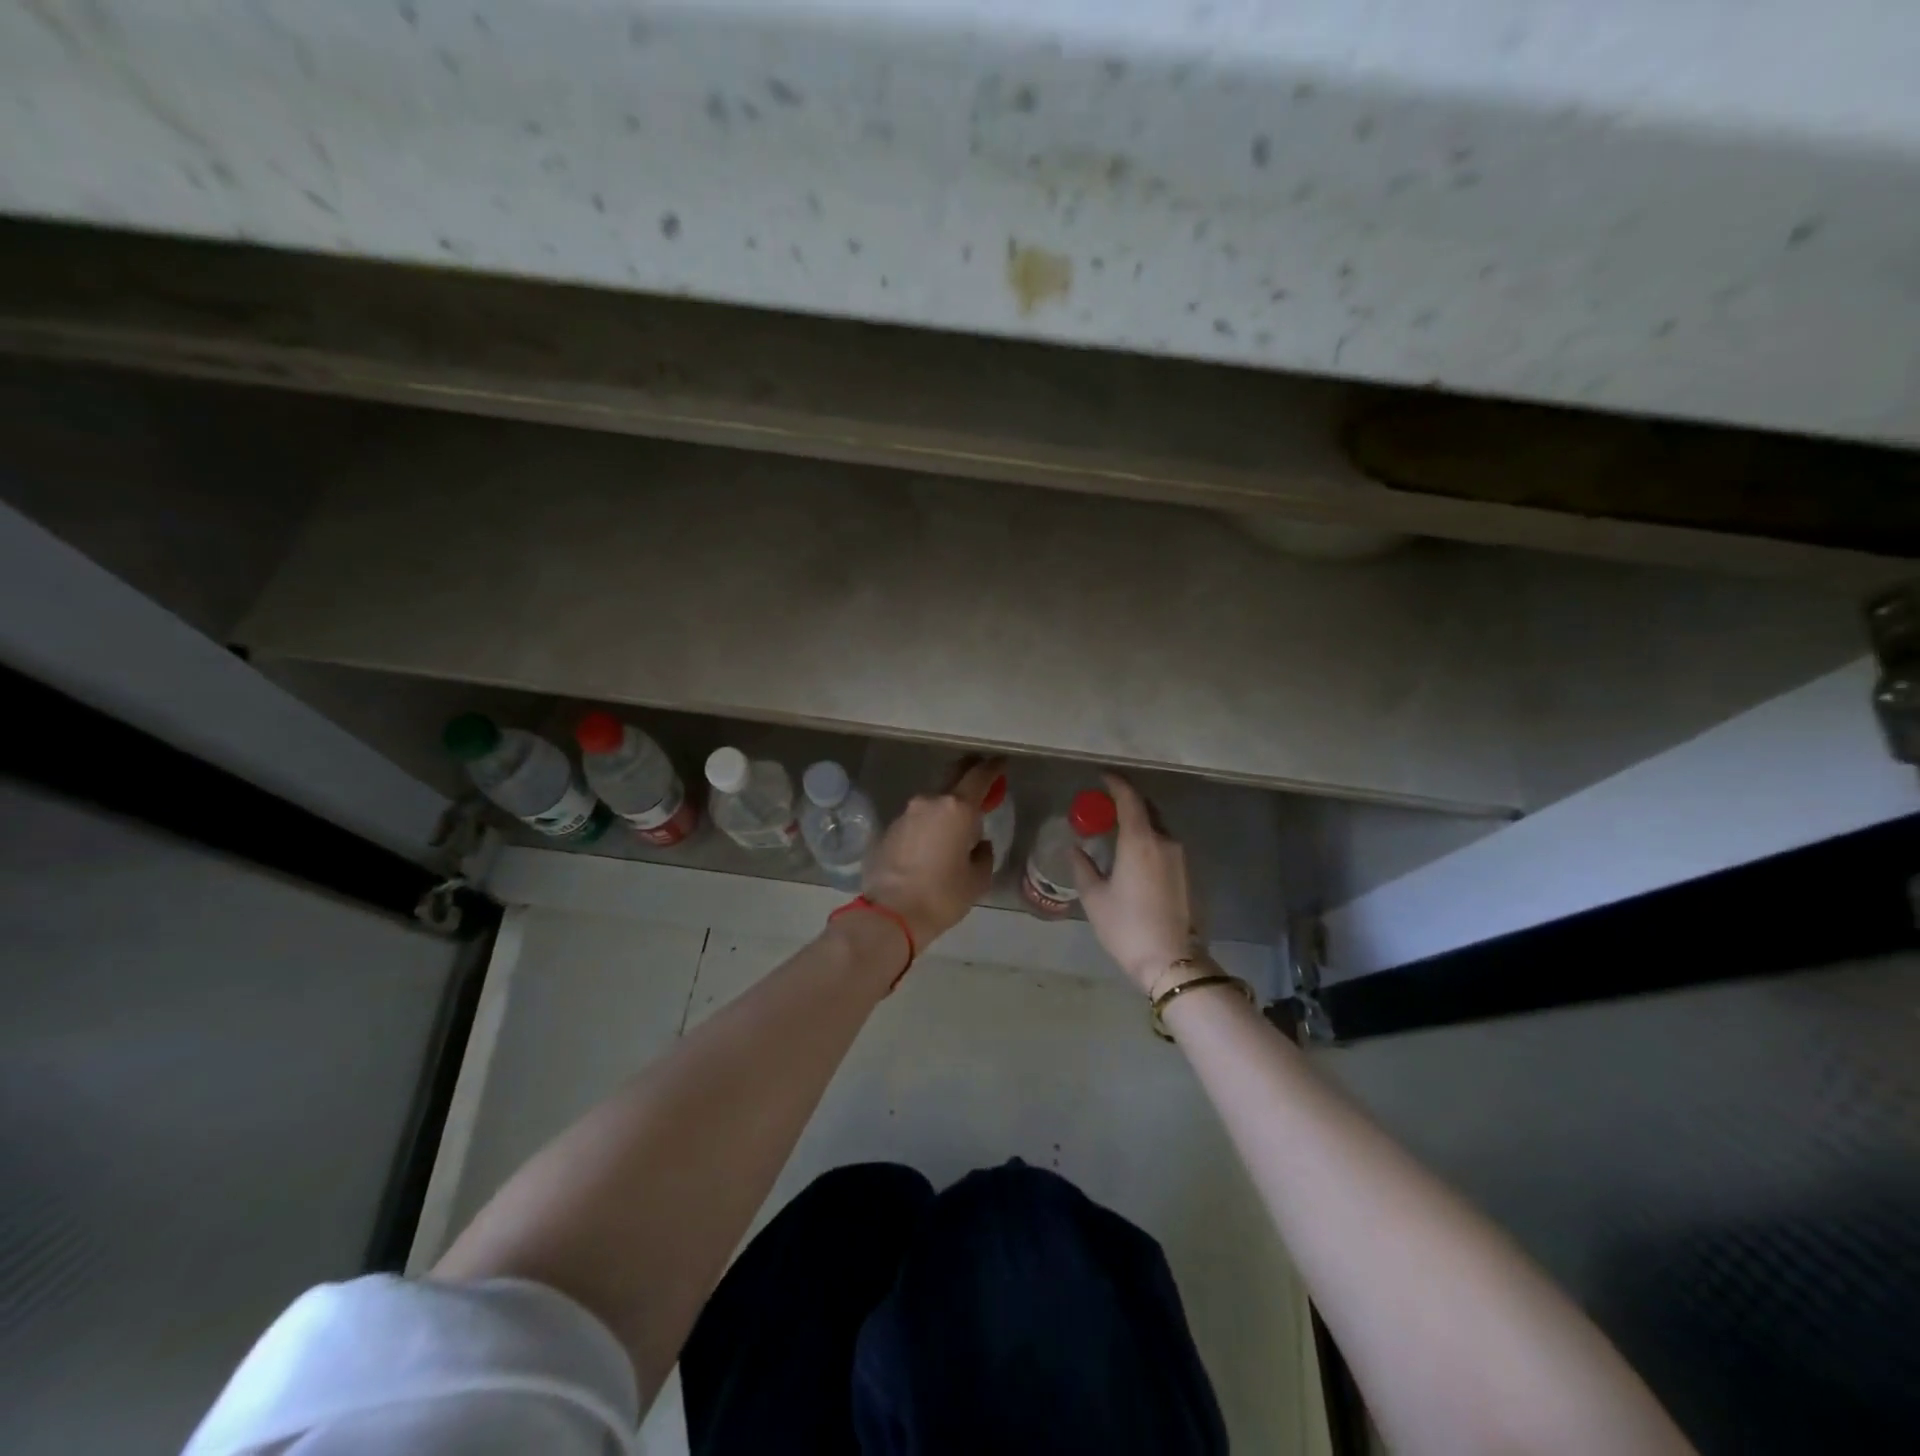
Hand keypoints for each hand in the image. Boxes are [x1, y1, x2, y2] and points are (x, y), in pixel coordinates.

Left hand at [862, 757, 1000, 950]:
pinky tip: (931, 845)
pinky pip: (916, 821)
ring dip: (945, 807)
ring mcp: (905, 814)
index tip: (1001, 762)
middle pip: (952, 776)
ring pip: (932, 802)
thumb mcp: (977, 879)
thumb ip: (983, 854)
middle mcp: (929, 802)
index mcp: (957, 809)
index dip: (993, 767)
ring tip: (955, 826)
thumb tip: (977, 844)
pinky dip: (927, 826)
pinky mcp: (888, 830)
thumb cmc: (942, 896)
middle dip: (968, 773)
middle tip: (980, 777)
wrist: (891, 914)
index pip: (979, 776)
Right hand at [1071, 773, 1200, 994]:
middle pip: (1146, 809)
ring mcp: (1178, 857)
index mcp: (1140, 841)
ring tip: (1115, 828)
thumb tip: (1075, 849)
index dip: (1115, 783)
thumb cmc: (1126, 926)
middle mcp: (1163, 841)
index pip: (1129, 799)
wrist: (1170, 960)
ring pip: (1156, 827)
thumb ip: (1083, 867)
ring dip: (1138, 821)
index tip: (1101, 776)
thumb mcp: (1094, 897)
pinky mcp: (1184, 873)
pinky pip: (1163, 843)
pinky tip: (1131, 851)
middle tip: (1104, 804)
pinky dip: (1147, 838)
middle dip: (1126, 801)